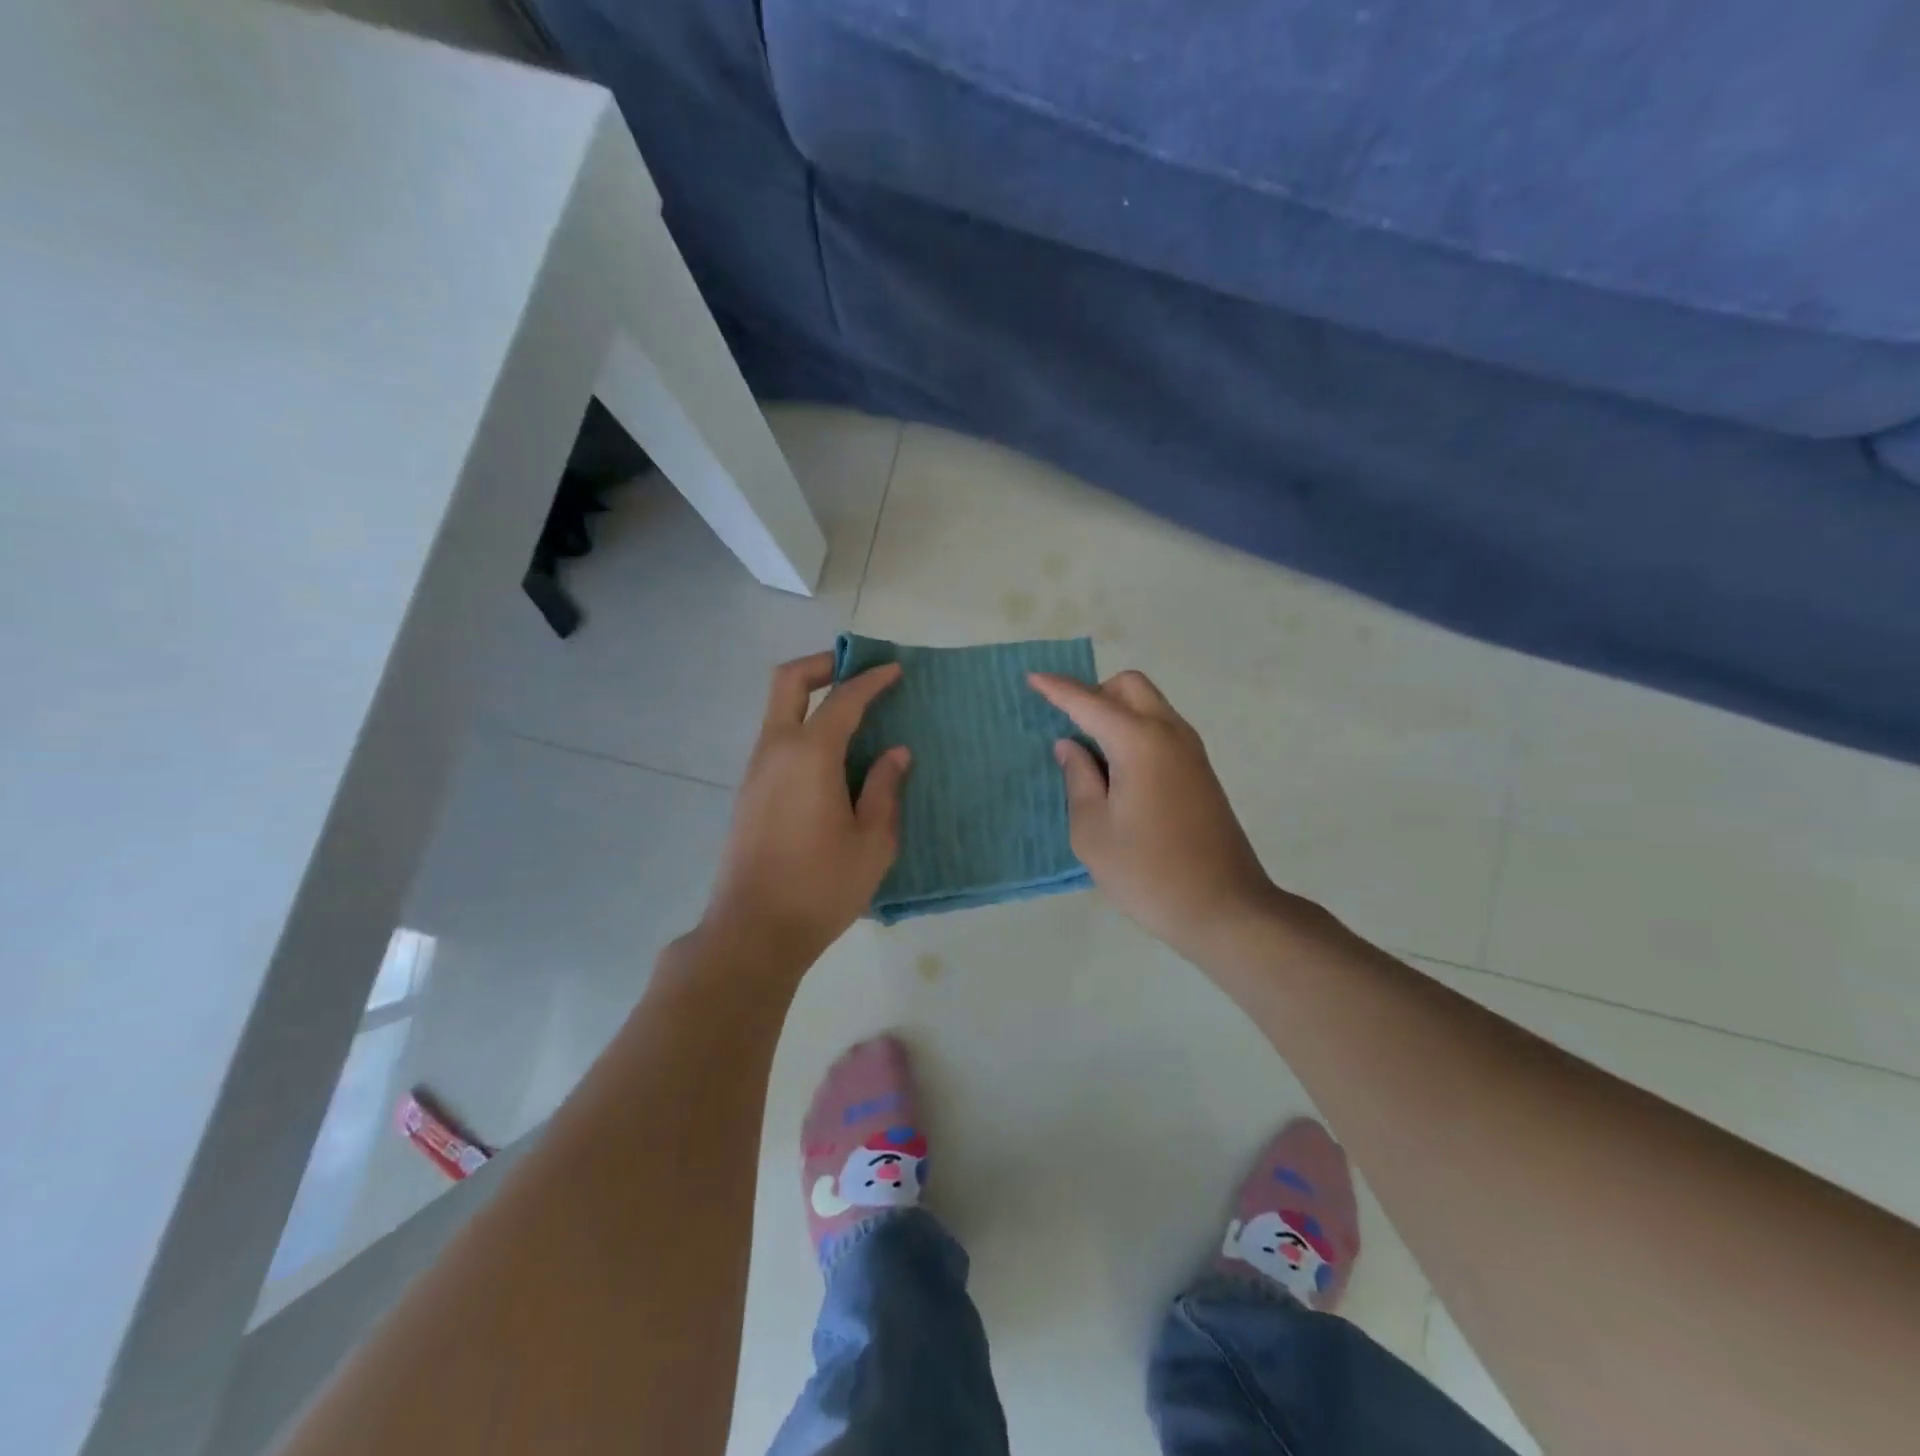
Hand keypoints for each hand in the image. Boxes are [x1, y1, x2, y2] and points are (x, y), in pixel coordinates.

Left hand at [703, 652, 909, 966]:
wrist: (753, 931)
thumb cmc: (821, 886)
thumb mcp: (872, 841)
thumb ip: (885, 788)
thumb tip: (895, 752)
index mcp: (810, 755)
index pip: (843, 699)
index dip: (871, 679)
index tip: (895, 669)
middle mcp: (775, 750)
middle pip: (788, 681)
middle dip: (823, 664)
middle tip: (856, 669)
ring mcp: (755, 771)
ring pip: (777, 710)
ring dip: (811, 697)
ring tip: (852, 713)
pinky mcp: (748, 793)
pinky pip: (776, 740)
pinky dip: (803, 727)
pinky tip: (831, 756)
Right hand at [1028, 669, 1278, 957]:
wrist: (1224, 907)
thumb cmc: (1147, 872)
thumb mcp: (1093, 831)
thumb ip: (1078, 779)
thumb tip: (1071, 746)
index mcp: (1139, 742)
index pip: (1090, 702)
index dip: (1058, 689)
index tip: (1032, 677)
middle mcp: (1169, 733)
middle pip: (1129, 687)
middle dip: (1095, 693)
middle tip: (1069, 728)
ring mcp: (1191, 751)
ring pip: (1149, 706)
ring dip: (1117, 713)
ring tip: (1089, 754)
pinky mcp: (1200, 771)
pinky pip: (1161, 730)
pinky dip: (1134, 731)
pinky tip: (1117, 771)